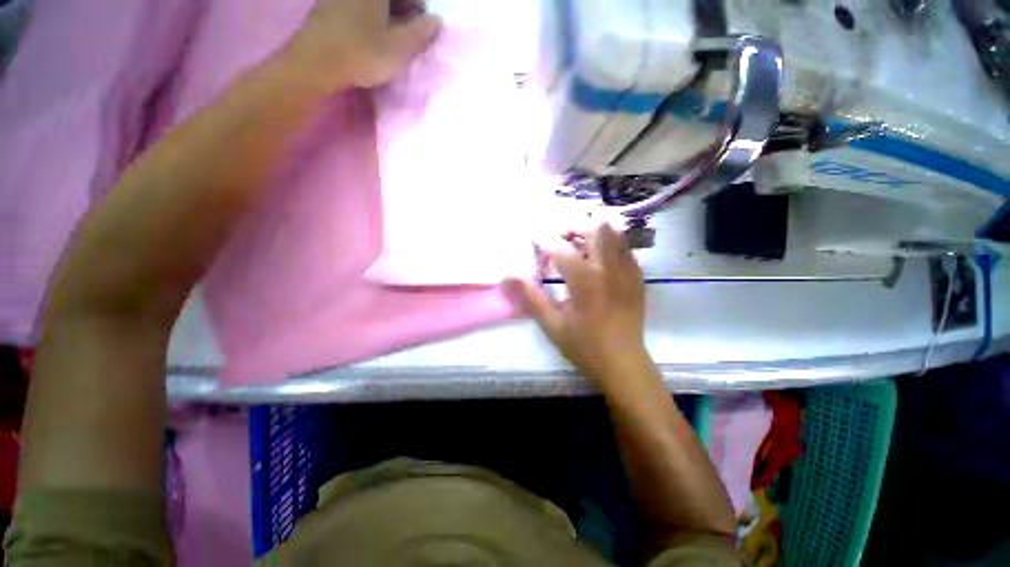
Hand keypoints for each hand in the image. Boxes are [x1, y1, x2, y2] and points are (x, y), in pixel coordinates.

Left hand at [282, 0, 440, 90]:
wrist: (315, 62)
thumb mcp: (399, 47)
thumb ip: (421, 33)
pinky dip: (371, 15)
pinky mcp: (329, 5)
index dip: (419, 8)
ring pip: (374, 2)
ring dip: (389, 13)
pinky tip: (373, 34)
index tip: (424, 24)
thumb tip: (436, 21)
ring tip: (393, 36)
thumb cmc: (362, 53)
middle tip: (410, 31)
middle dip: (404, 9)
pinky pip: (358, 6)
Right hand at [507, 224, 650, 388]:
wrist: (623, 363)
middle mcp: (608, 268)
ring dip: (594, 233)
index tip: (533, 239)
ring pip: (615, 234)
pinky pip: (625, 249)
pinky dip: (610, 246)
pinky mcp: (637, 278)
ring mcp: (627, 271)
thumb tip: (509, 274)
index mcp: (585, 280)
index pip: (561, 248)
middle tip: (561, 238)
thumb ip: (531, 296)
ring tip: (580, 246)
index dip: (544, 240)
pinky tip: (600, 260)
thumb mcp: (551, 324)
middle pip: (596, 228)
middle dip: (575, 227)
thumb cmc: (584, 345)